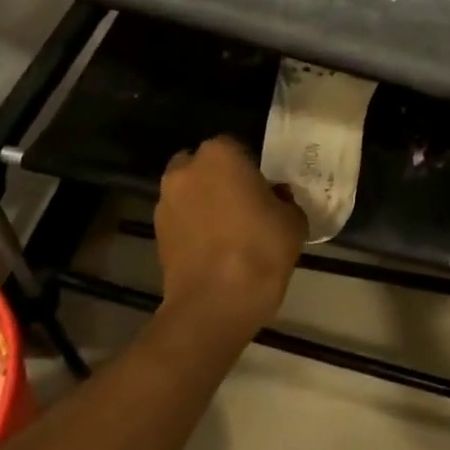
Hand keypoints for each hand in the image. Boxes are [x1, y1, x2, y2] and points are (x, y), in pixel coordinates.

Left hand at [155, 136, 306, 342]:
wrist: (215, 303)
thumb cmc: (261, 249)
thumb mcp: (293, 220)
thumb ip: (284, 199)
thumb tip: (275, 197)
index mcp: (220, 154)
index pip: (236, 147)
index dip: (250, 167)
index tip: (263, 189)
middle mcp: (186, 169)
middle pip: (204, 165)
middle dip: (219, 179)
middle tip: (243, 205)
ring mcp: (165, 201)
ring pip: (189, 192)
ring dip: (203, 203)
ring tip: (227, 231)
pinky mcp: (156, 233)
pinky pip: (180, 220)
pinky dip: (192, 228)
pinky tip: (213, 250)